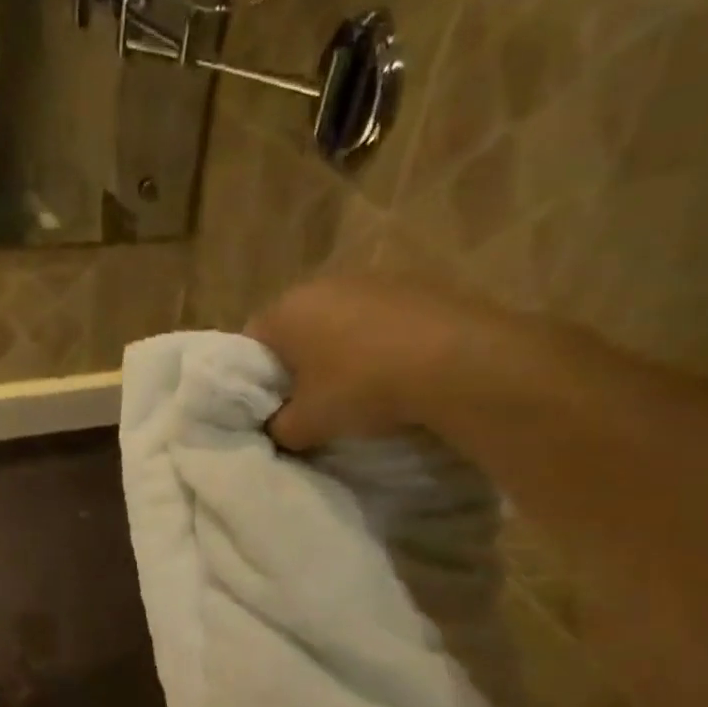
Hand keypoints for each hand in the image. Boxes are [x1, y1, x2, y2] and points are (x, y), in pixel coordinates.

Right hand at [250, 275, 525, 452]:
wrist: (457, 362)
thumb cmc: (362, 388)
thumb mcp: (307, 425)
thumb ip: (279, 428)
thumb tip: (276, 429)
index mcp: (286, 310)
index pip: (249, 343)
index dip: (254, 378)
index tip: (269, 406)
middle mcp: (322, 283)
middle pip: (295, 327)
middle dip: (297, 362)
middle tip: (309, 401)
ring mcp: (372, 277)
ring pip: (338, 319)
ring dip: (340, 350)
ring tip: (357, 387)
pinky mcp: (415, 282)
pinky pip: (379, 317)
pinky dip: (378, 341)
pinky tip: (394, 371)